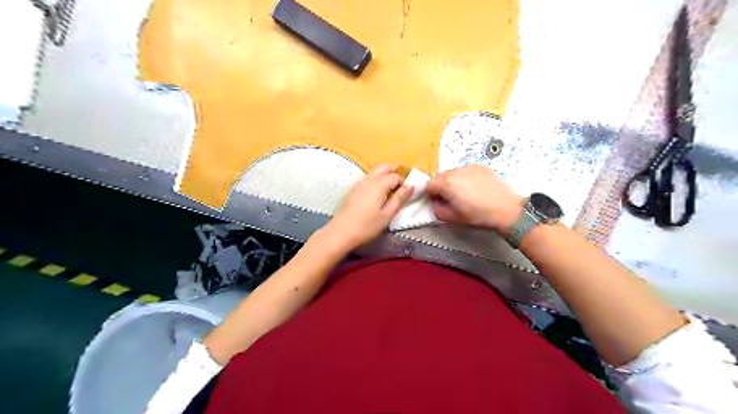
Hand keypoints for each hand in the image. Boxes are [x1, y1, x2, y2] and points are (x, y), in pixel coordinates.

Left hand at [323, 164, 414, 248]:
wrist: (341, 232)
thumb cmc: (367, 226)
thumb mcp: (387, 215)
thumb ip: (399, 199)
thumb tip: (411, 186)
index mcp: (379, 184)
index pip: (395, 176)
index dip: (404, 183)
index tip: (406, 195)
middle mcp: (369, 179)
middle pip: (384, 167)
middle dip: (394, 174)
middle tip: (398, 190)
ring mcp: (359, 183)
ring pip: (375, 172)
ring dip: (384, 178)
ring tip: (388, 195)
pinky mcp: (353, 189)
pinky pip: (368, 179)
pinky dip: (376, 182)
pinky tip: (376, 198)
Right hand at [424, 166, 520, 232]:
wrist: (506, 210)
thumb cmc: (477, 216)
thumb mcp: (452, 218)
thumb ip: (437, 210)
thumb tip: (437, 203)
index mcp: (446, 183)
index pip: (428, 185)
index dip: (431, 195)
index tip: (439, 203)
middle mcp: (456, 171)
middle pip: (439, 177)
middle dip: (441, 187)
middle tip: (451, 200)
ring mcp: (470, 167)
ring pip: (453, 173)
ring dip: (453, 182)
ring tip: (465, 194)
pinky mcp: (481, 167)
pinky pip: (466, 171)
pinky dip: (465, 178)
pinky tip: (475, 189)